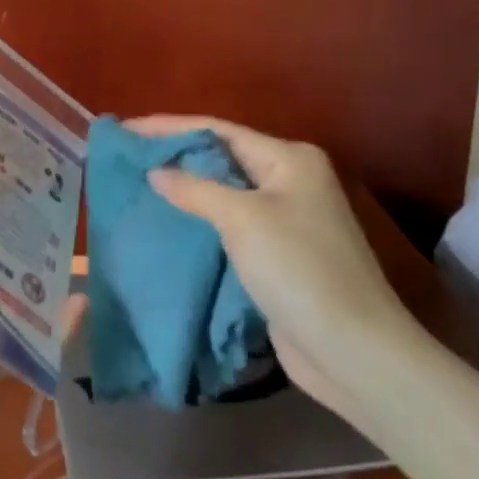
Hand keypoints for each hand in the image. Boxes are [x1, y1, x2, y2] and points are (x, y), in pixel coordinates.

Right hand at [129, 116, 423, 420]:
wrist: (353, 351)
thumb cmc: (299, 270)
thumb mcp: (242, 219)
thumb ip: (194, 189)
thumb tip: (155, 172)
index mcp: (289, 160)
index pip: (218, 130)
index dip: (169, 127)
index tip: (125, 130)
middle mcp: (289, 181)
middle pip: (220, 157)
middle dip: (175, 156)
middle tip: (126, 157)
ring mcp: (285, 219)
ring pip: (222, 193)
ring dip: (184, 189)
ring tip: (137, 185)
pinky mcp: (276, 254)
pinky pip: (227, 224)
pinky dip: (198, 221)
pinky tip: (166, 223)